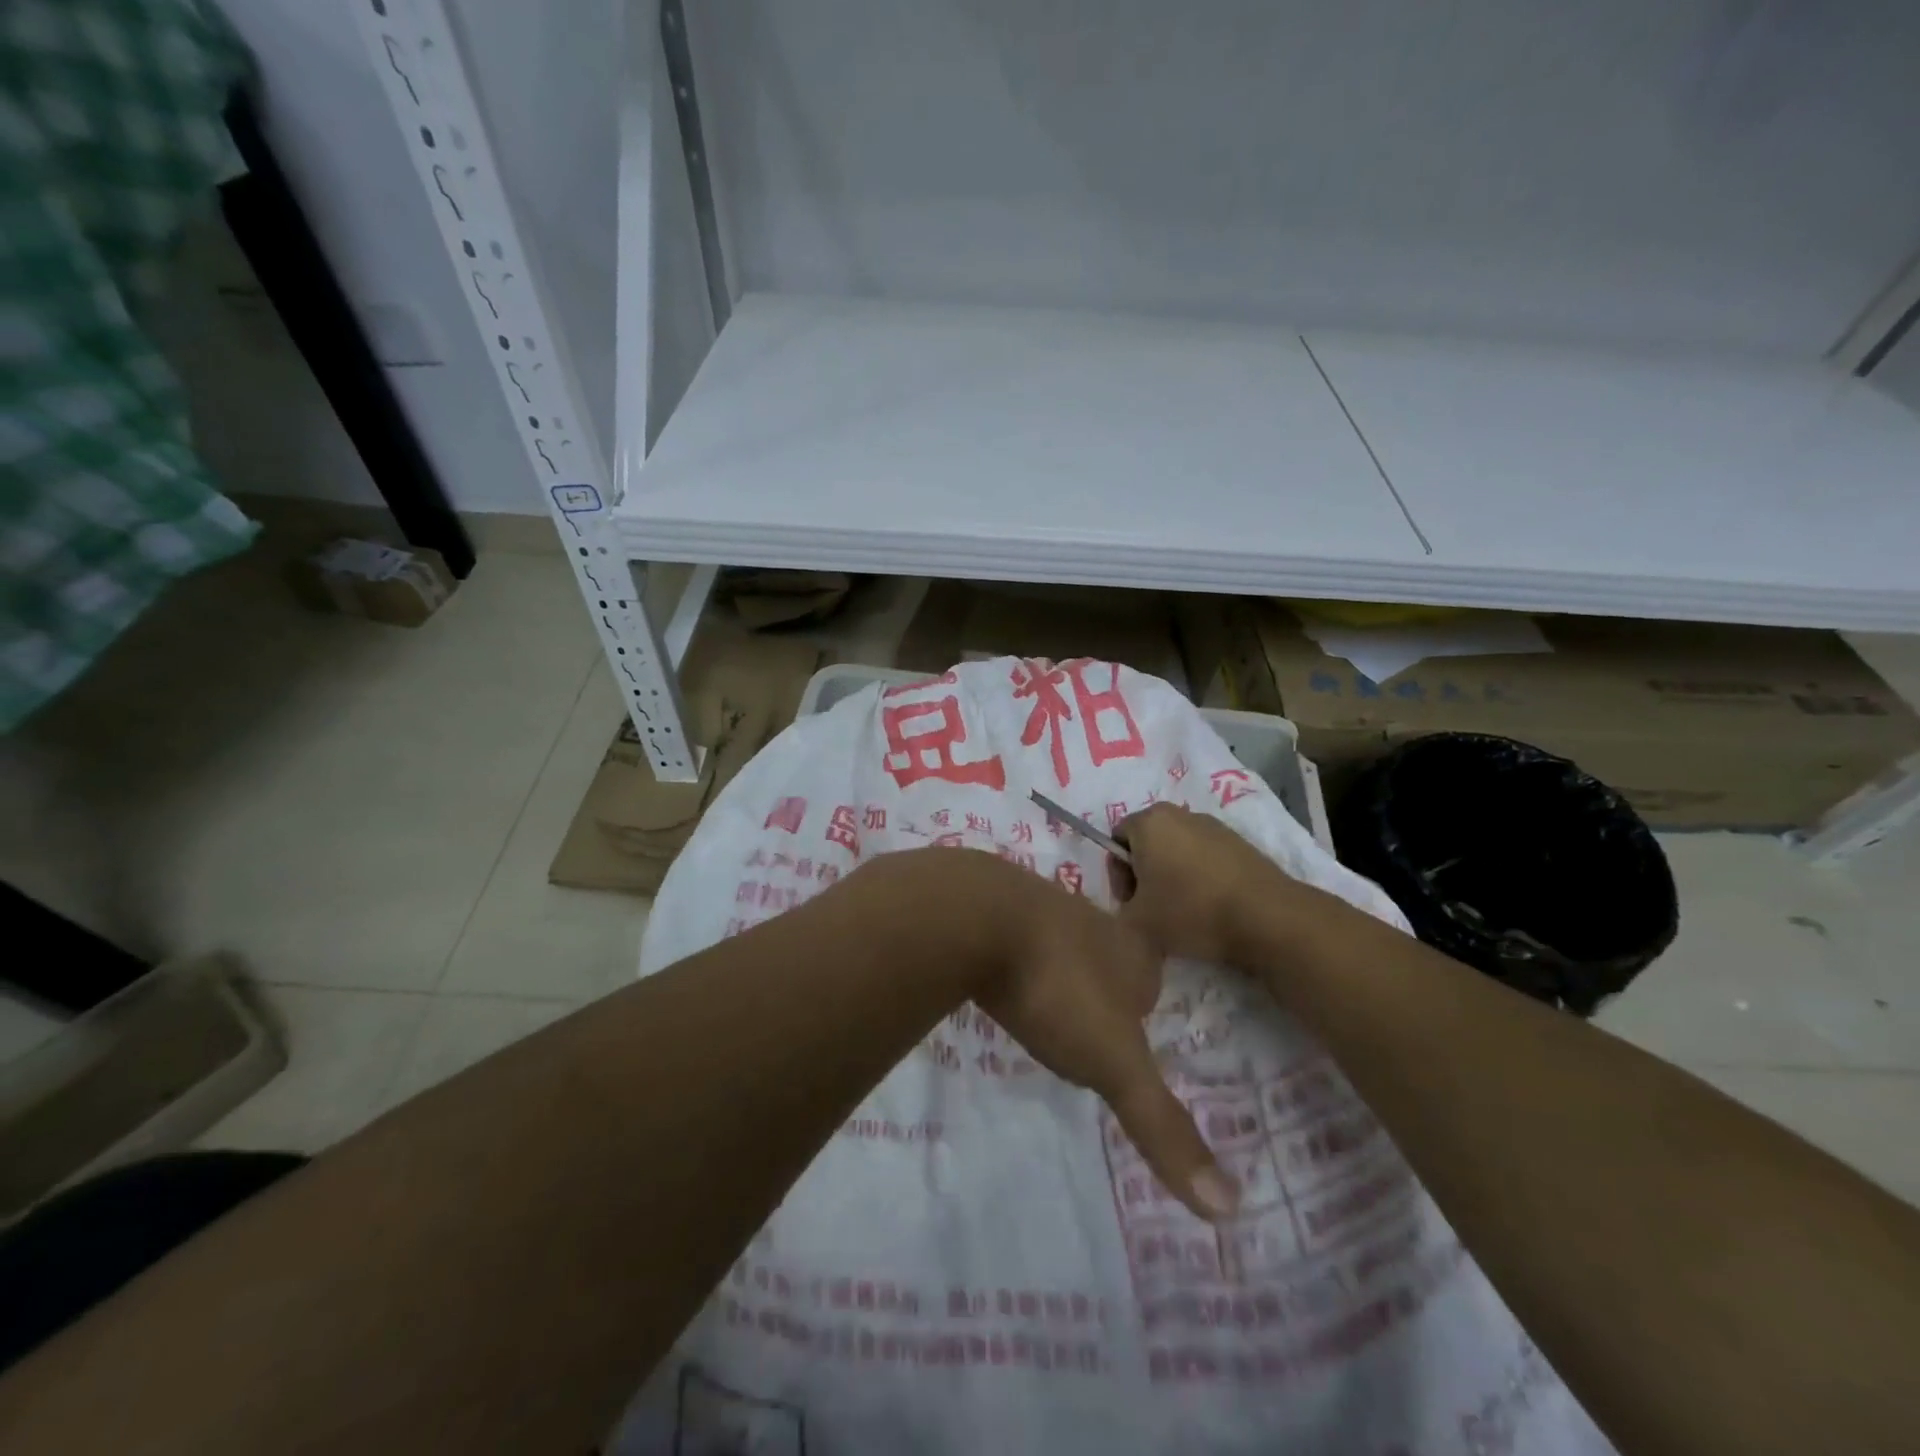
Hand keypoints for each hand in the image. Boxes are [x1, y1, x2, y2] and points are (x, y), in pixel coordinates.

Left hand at [949, 854, 1239, 1221]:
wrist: (978, 916)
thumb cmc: (1059, 988)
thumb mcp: (1113, 1063)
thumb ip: (1161, 1125)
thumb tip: (1230, 1209)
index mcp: (1130, 951)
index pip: (1150, 981)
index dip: (1143, 1012)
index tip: (1128, 1040)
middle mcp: (1091, 921)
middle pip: (1106, 957)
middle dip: (1101, 986)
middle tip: (1083, 1022)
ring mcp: (1039, 905)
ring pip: (1058, 941)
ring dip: (1055, 969)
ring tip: (1041, 1003)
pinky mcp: (994, 903)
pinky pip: (1013, 934)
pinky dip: (1012, 956)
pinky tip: (997, 976)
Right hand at [1111, 802, 1294, 962]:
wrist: (1265, 917)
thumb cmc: (1191, 911)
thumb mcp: (1137, 923)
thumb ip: (1117, 912)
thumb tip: (1128, 908)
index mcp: (1148, 822)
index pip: (1116, 839)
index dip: (1117, 873)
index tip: (1131, 903)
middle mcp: (1178, 814)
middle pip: (1147, 840)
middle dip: (1144, 872)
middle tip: (1152, 909)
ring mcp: (1212, 825)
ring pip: (1177, 848)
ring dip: (1172, 874)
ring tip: (1183, 910)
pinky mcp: (1238, 841)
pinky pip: (1204, 855)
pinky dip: (1199, 875)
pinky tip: (1210, 905)